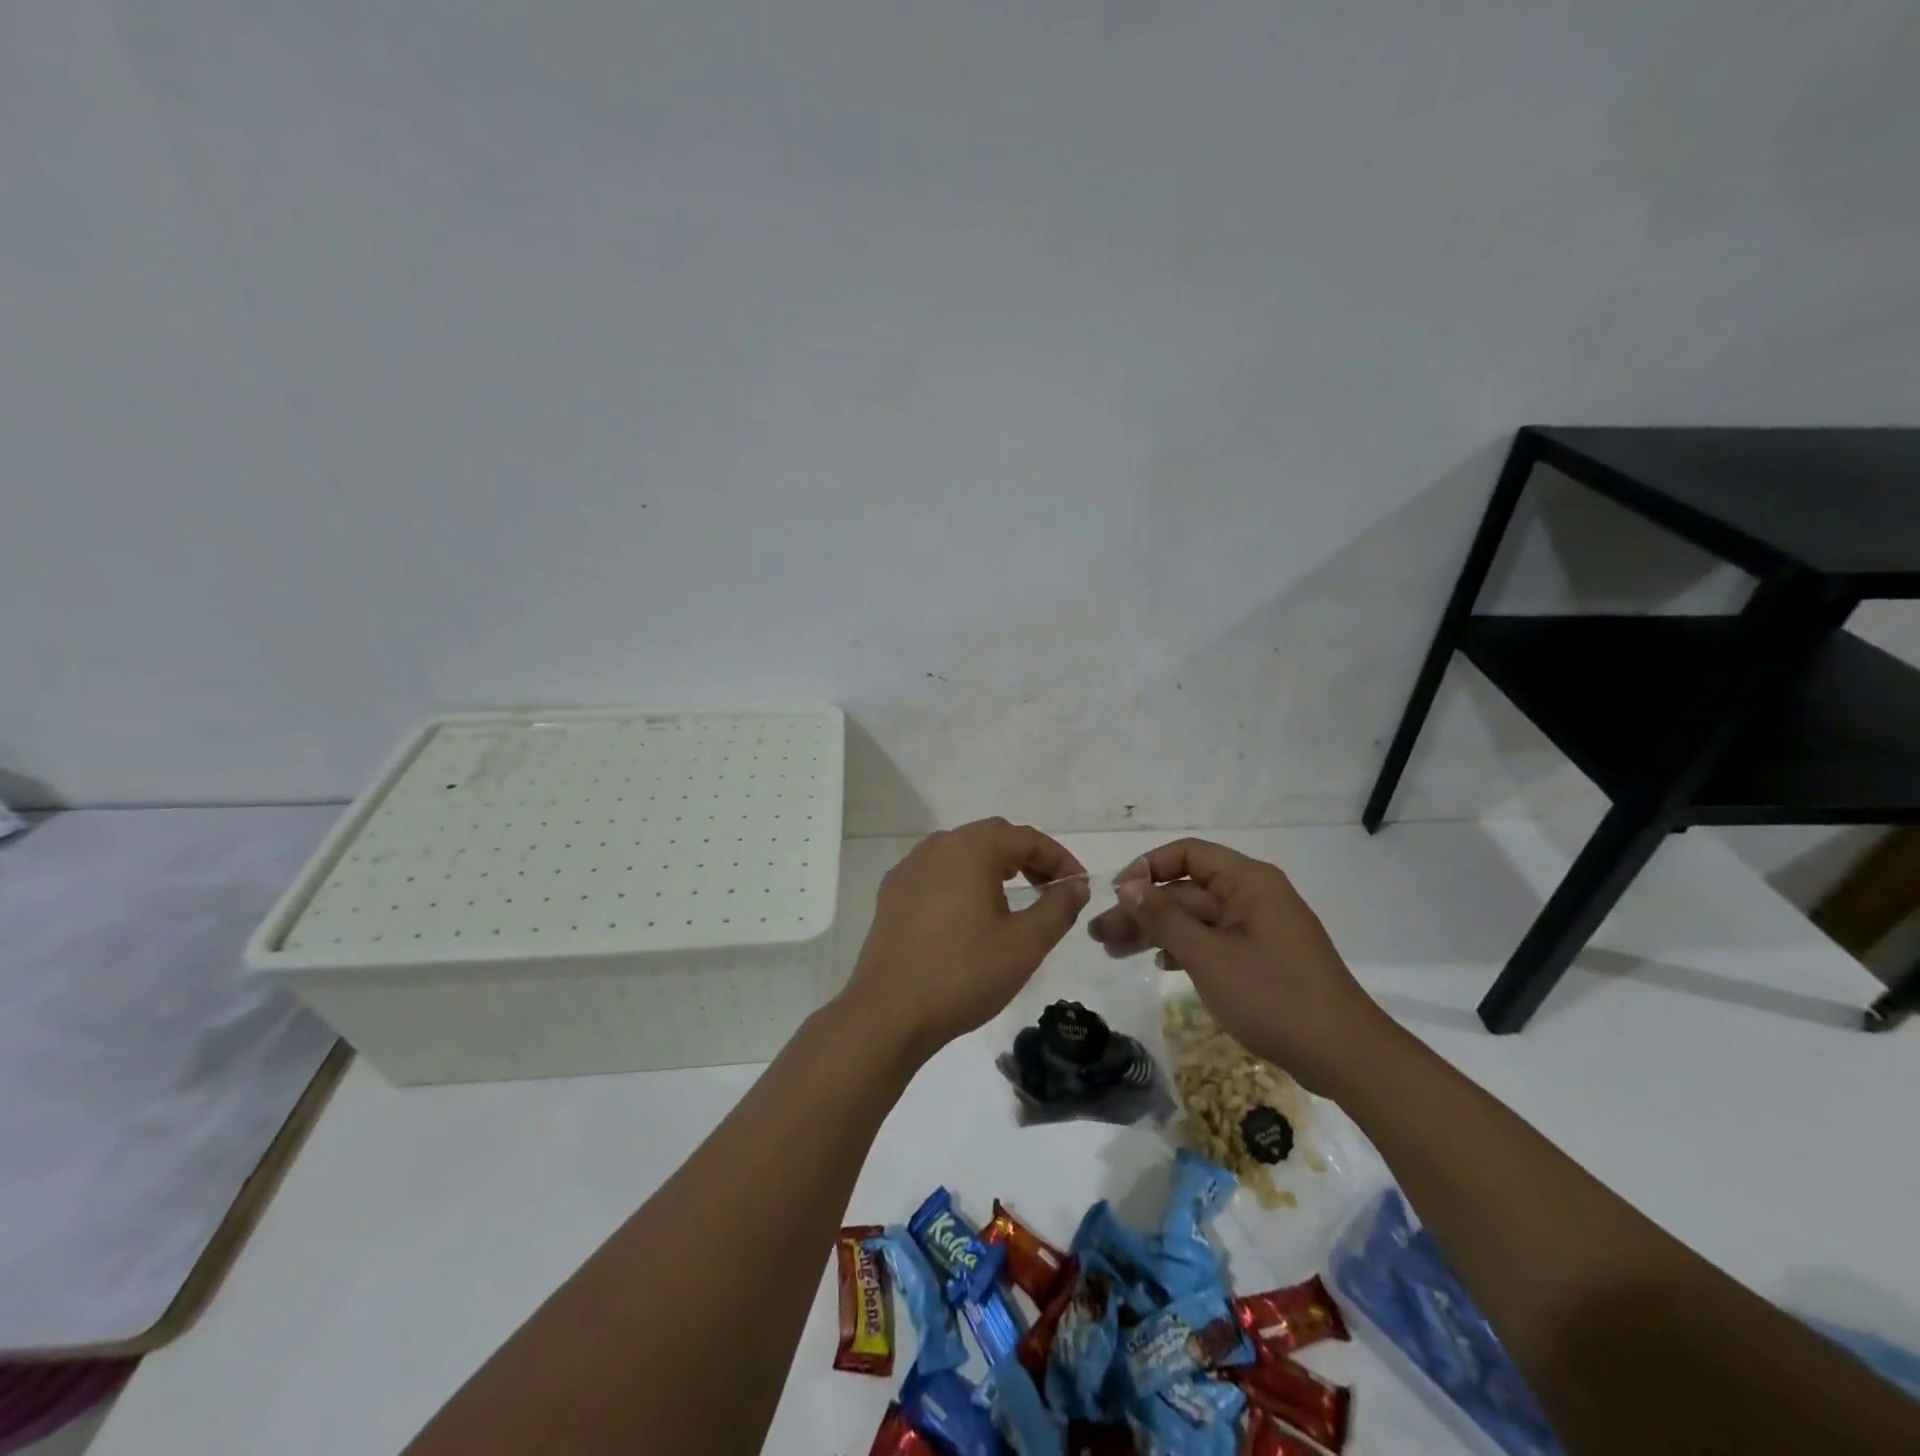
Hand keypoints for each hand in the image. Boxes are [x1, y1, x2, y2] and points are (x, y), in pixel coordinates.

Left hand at [838, 818, 1090, 1061]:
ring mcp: (908, 869)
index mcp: (969, 848)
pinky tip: (970, 914)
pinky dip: (963, 882)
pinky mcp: (892, 894)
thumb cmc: (964, 973)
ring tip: (1015, 897)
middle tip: (1051, 889)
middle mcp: (936, 847)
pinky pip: (937, 874)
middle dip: (1027, 859)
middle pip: (991, 838)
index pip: (1024, 838)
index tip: (1078, 885)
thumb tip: (1075, 885)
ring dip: (993, 868)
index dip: (1058, 858)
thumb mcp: (1025, 944)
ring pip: (961, 854)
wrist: (889, 1013)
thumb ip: (1057, 908)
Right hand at [1087, 838, 1381, 1092]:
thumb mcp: (1208, 956)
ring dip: (1156, 931)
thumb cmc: (1273, 996)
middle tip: (1100, 935)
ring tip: (1114, 952)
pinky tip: (1159, 964)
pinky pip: (1214, 940)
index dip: (1147, 868)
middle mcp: (1254, 895)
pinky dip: (1184, 948)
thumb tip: (1127, 885)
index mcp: (1248, 881)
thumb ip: (1164, 917)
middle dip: (1142, 909)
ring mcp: (1259, 927)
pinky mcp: (1263, 956)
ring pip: (1196, 918)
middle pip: (1186, 890)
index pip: (1187, 854)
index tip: (1116, 896)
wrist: (1345, 1055)